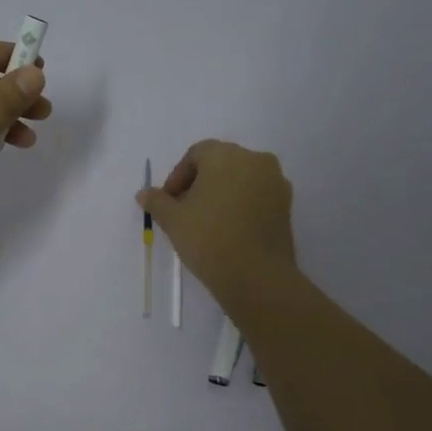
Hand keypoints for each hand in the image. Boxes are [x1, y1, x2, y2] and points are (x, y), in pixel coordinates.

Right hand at [138, 140, 296, 315]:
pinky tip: (228, 229)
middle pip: (220, 164)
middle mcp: (255, 160)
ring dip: (221, 194)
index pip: (197, 154)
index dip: (178, 176)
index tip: (168, 201)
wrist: (257, 276)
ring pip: (241, 179)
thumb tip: (144, 194)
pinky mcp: (287, 205)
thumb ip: (157, 201)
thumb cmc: (208, 238)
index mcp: (226, 155)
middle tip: (184, 210)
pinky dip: (241, 205)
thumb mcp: (173, 220)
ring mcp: (276, 182)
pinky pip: (257, 196)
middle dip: (199, 183)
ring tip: (206, 222)